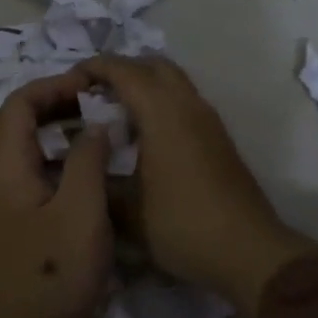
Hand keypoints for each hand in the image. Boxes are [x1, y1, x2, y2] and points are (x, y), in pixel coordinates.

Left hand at [0, 69, 116, 317]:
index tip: (89, 84)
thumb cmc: (54, 274)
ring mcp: (1, 204)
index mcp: (3, 170)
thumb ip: (89, 158)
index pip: (16, 106)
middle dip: (53, 103)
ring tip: (95, 127)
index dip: (51, 86)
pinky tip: (88, 169)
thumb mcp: (82, 211)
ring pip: (24, 148)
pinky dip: (58, 158)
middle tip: (94, 101)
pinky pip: (32, 173)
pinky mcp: (14, 223)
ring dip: (56, 130)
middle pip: (15, 123)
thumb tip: (95, 124)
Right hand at [78, 55, 317, 317]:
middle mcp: (187, 105)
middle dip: (121, 69)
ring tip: (114, 112)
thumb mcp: (127, 211)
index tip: (69, 80)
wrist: (248, 252)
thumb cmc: (182, 225)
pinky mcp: (219, 137)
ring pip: (173, 81)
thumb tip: (80, 164)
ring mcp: (208, 120)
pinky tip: (144, 136)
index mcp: (162, 113)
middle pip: (153, 65)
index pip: (123, 70)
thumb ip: (98, 180)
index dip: (94, 67)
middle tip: (94, 92)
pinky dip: (160, 102)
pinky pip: (184, 101)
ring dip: (144, 85)